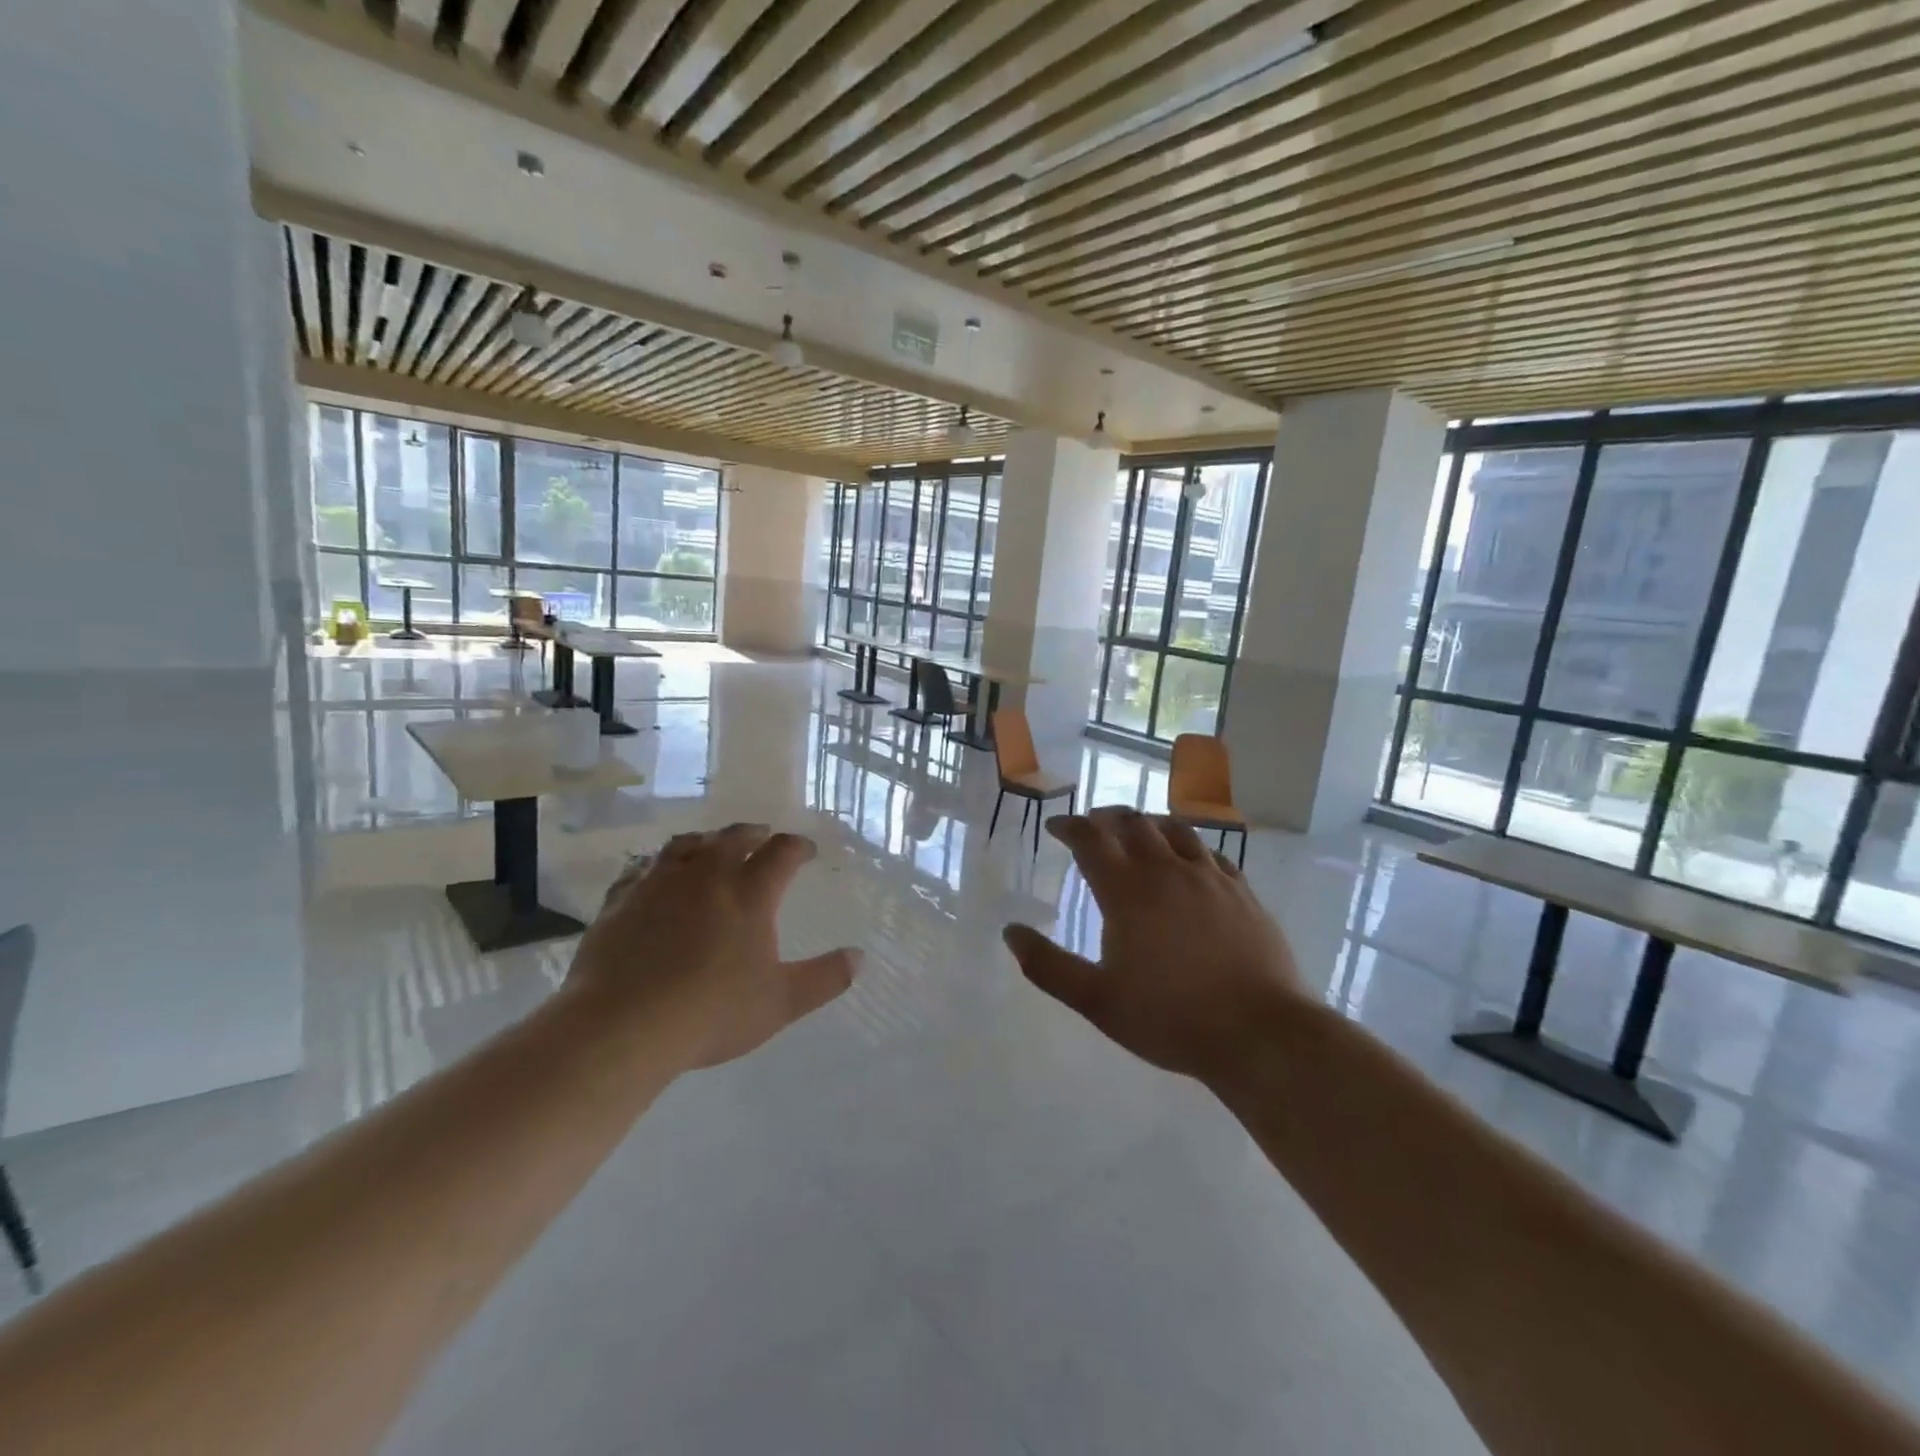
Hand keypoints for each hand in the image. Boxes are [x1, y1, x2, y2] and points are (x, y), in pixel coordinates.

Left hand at [566, 824, 860, 1070]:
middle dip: (753, 833)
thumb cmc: (711, 1013)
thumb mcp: (781, 1002)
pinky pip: (641, 869)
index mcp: (749, 893)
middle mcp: (706, 876)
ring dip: (705, 841)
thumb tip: (859, 957)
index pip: (781, 853)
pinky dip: (657, 865)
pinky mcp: (621, 901)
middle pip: (732, 838)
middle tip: (762, 836)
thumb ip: (825, 978)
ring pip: (685, 845)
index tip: (806, 850)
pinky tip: (655, 875)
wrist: (621, 1026)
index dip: (798, 846)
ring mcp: (658, 884)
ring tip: (710, 846)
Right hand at [1003, 808, 1309, 1081]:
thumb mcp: (1097, 1000)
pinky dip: (1189, 846)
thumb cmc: (1171, 1018)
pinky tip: (1190, 860)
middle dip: (1106, 818)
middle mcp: (1167, 871)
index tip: (1056, 827)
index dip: (1069, 827)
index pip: (1091, 839)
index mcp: (1127, 891)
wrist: (1261, 1033)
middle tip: (1092, 826)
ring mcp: (1210, 877)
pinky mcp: (1242, 892)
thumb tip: (1010, 932)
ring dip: (1148, 824)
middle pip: (1132, 823)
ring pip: (1174, 830)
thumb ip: (1048, 966)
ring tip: (1137, 832)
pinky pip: (1211, 853)